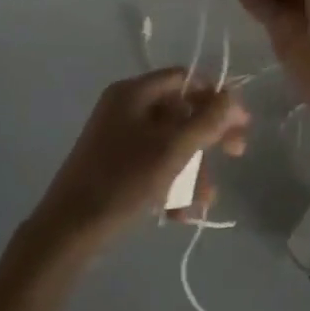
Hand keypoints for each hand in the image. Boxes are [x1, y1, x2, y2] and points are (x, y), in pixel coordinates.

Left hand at [28, 69, 248, 256]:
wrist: (69, 231)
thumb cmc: (123, 182)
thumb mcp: (172, 150)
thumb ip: (207, 121)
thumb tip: (232, 96)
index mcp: (133, 92)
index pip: (184, 79)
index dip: (215, 97)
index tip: (240, 123)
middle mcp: (125, 108)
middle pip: (180, 112)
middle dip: (207, 140)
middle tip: (236, 154)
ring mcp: (118, 138)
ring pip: (170, 144)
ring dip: (192, 171)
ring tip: (202, 202)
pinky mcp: (115, 166)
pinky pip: (154, 165)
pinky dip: (171, 185)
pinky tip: (179, 214)